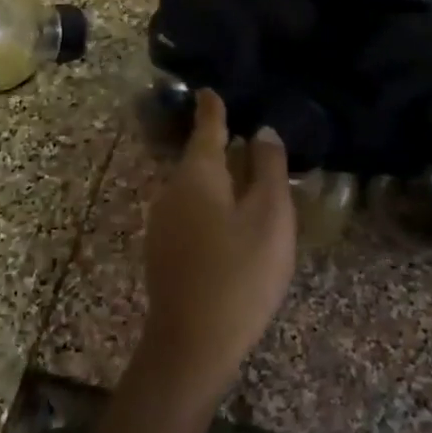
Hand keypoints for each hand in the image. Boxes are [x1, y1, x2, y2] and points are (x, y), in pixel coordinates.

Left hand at [140, 90, 297, 399]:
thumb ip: (268, 168)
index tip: (210, 89)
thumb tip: (263, 131)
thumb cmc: (239, 273)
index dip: (213, 108)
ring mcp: (162, 222)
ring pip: (195, 188)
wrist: (192, 343)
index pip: (207, 127)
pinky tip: (231, 224)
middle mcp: (171, 190)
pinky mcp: (163, 250)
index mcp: (197, 174)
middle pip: (200, 159)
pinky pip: (190, 212)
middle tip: (252, 141)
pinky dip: (211, 206)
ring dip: (219, 181)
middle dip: (223, 148)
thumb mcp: (269, 217)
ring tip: (250, 181)